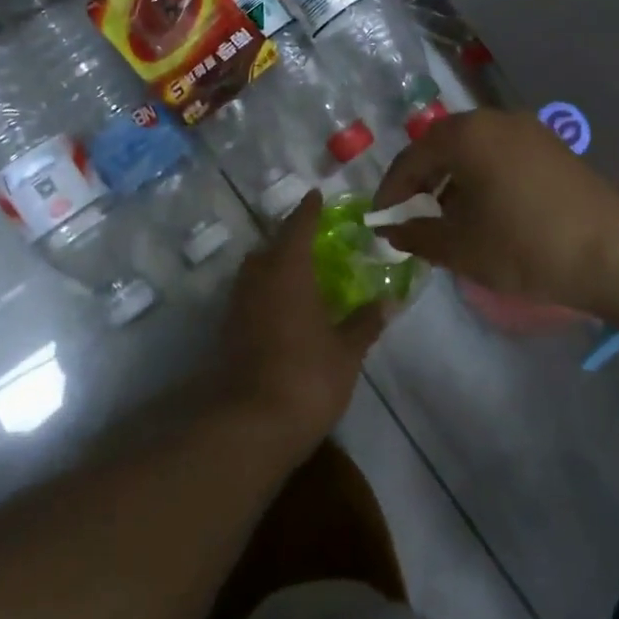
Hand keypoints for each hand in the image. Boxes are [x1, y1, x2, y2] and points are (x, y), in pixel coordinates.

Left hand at [214, 193, 383, 451]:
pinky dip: (266, 291)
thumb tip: (389, 301)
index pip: (298, 226)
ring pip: (255, 270)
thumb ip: (365, 322)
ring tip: (300, 272)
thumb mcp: (346, 351)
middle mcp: (258, 278)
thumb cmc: (306, 376)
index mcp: (288, 270)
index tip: (316, 195)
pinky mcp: (229, 330)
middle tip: (312, 238)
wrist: (250, 423)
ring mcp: (238, 304)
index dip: (308, 210)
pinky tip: (283, 308)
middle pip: (271, 246)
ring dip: (274, 264)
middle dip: (289, 238)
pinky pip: (250, 295)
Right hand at [372, 109, 618, 307]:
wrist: (617, 255)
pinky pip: (501, 154)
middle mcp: (495, 120)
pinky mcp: (553, 148)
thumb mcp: (461, 248)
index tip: (380, 219)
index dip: (391, 189)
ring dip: (453, 178)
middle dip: (422, 180)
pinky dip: (482, 176)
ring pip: (474, 149)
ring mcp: (529, 130)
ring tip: (447, 216)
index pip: (412, 157)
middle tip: (411, 214)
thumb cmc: (526, 247)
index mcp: (466, 135)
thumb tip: (390, 230)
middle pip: (442, 145)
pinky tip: (487, 210)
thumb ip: (416, 235)